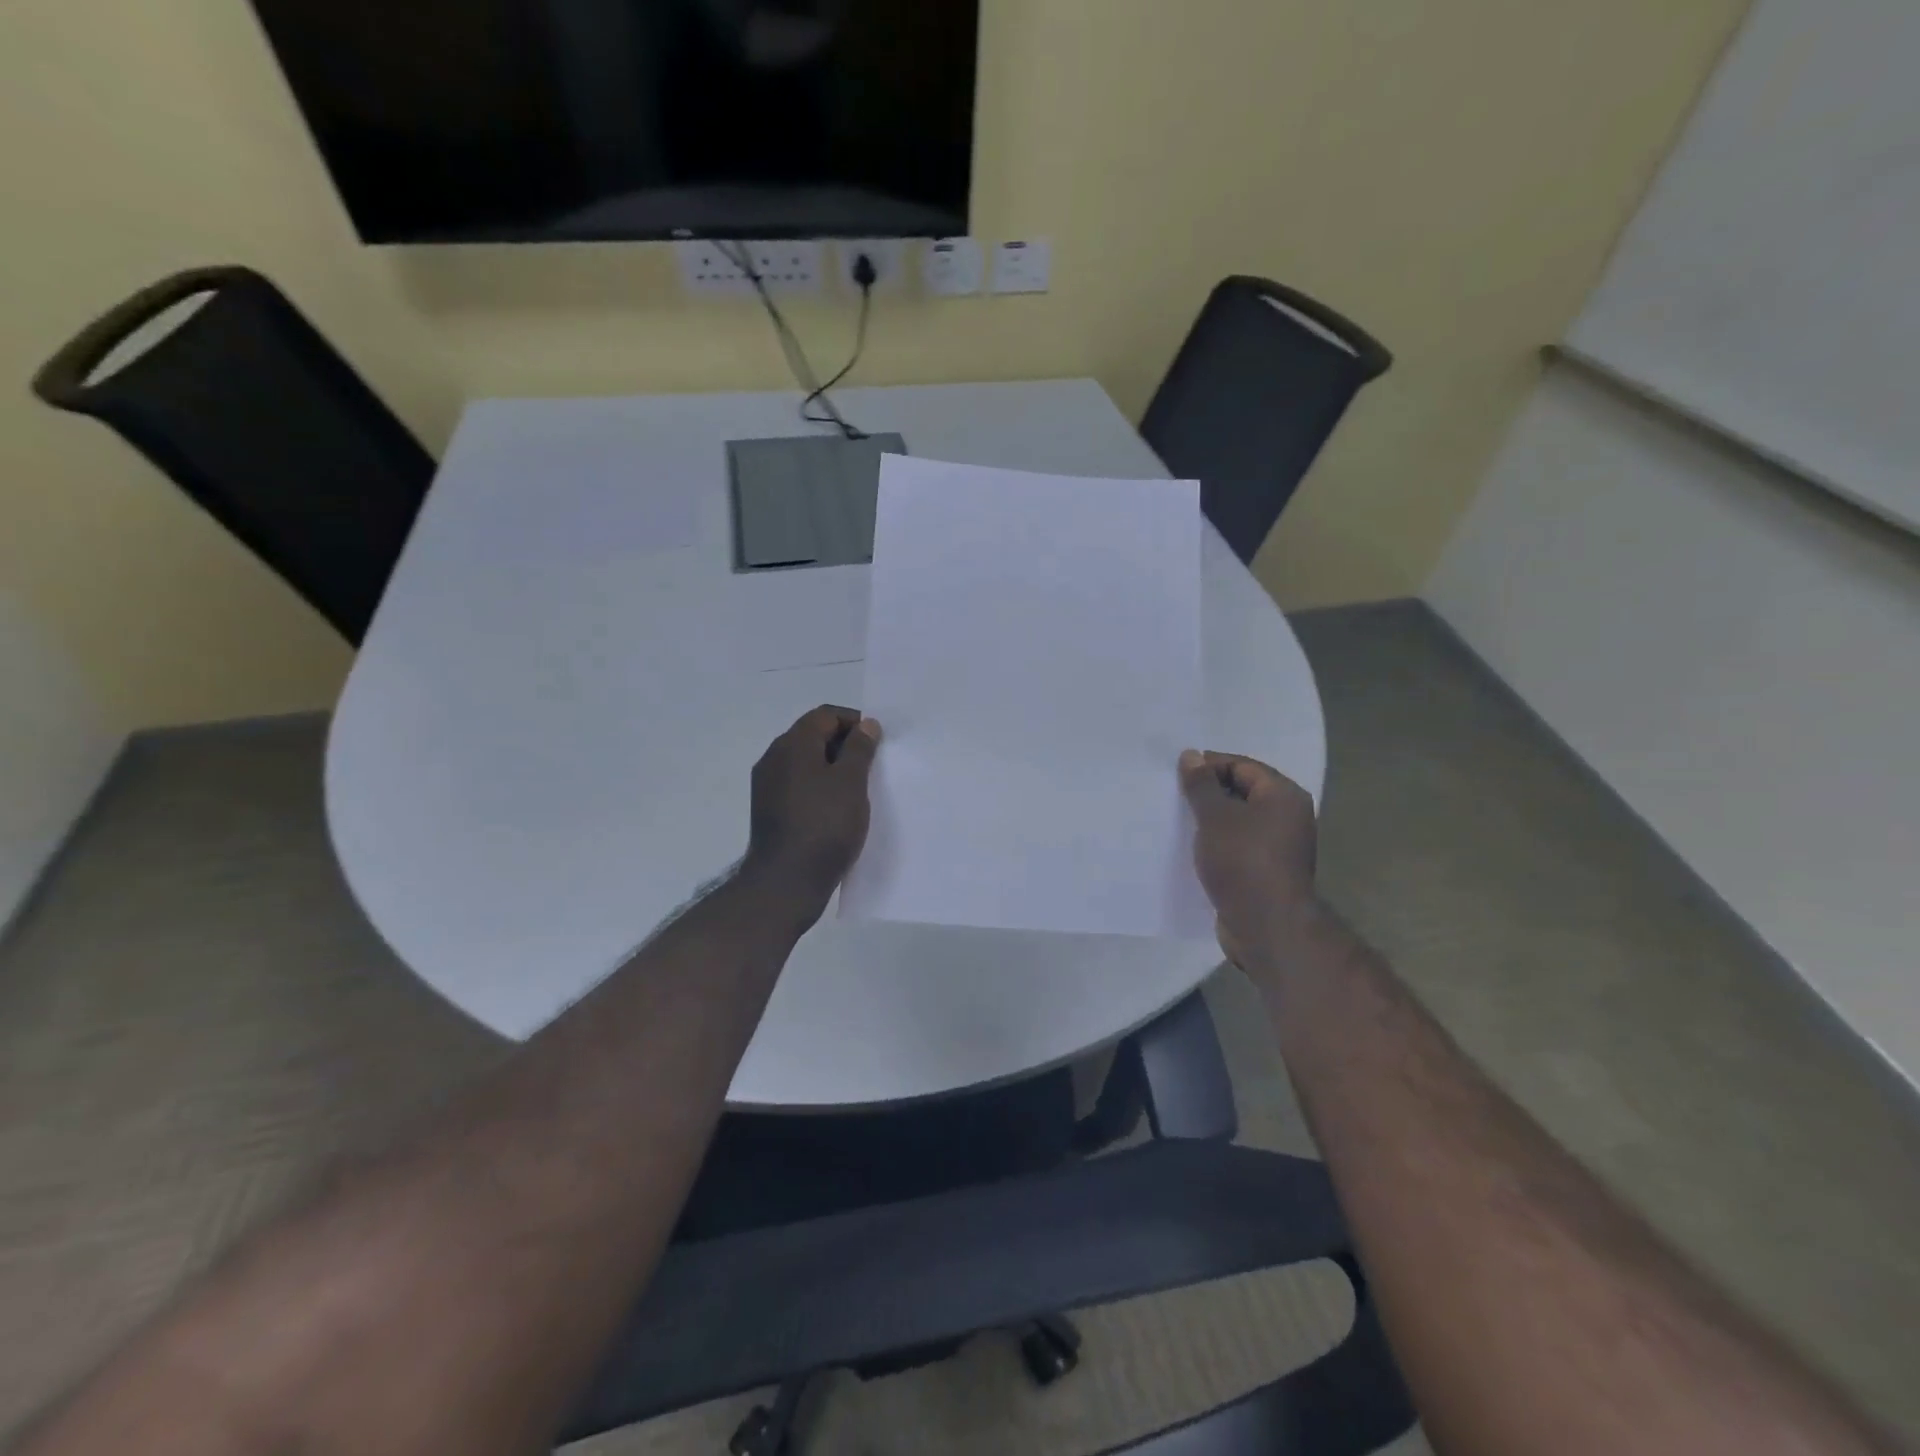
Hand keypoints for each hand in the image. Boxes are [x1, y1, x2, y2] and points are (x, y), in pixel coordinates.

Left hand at [743, 705, 881, 921]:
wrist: (786, 882)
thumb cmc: (824, 825)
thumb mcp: (851, 782)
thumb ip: (860, 748)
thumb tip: (866, 725)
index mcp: (792, 744)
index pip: (825, 715)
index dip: (854, 721)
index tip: (877, 742)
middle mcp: (774, 757)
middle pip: (812, 736)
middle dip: (844, 744)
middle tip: (872, 764)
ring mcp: (767, 785)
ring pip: (805, 762)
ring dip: (832, 767)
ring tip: (858, 788)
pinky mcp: (768, 809)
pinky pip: (797, 784)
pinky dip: (819, 786)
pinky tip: (836, 808)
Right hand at [1179, 750, 1320, 967]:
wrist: (1265, 926)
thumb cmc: (1243, 861)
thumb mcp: (1215, 817)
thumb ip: (1201, 785)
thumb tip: (1191, 756)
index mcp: (1284, 796)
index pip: (1242, 766)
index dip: (1209, 766)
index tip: (1176, 776)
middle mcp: (1287, 817)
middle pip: (1241, 792)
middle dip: (1207, 793)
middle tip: (1173, 796)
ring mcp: (1278, 846)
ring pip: (1237, 821)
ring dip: (1209, 820)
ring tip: (1177, 821)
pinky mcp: (1264, 871)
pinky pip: (1236, 845)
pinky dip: (1215, 843)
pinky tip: (1190, 848)